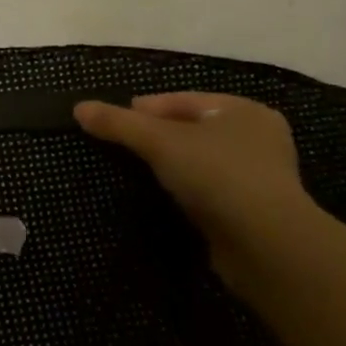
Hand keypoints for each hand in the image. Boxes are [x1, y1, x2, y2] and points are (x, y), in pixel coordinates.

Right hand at [73, 92, 332, 280]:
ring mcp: (261, 177)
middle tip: (125, 145)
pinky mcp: (256, 211)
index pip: (183, 100)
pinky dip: (190, 190)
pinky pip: (211, 190)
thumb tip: (79, 107)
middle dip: (160, 136)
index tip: (116, 121)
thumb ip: (119, 123)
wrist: (267, 246)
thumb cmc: (217, 176)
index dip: (146, 108)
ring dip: (175, 165)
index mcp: (244, 110)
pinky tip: (169, 198)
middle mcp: (258, 138)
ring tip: (141, 172)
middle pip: (194, 129)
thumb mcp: (160, 142)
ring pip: (203, 160)